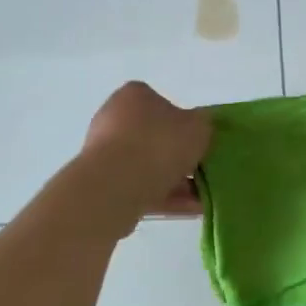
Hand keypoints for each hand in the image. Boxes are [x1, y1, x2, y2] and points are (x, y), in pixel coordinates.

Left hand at [82, 82, 209, 217]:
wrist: (116, 186)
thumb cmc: (159, 144)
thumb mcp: (198, 127)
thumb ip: (204, 125)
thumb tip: (200, 128)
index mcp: (133, 96)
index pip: (161, 103)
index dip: (183, 122)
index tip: (198, 141)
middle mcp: (113, 118)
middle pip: (154, 137)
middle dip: (179, 157)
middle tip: (202, 171)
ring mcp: (104, 152)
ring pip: (147, 166)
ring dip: (175, 182)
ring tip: (202, 199)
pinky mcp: (102, 183)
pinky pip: (139, 187)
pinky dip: (163, 197)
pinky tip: (189, 210)